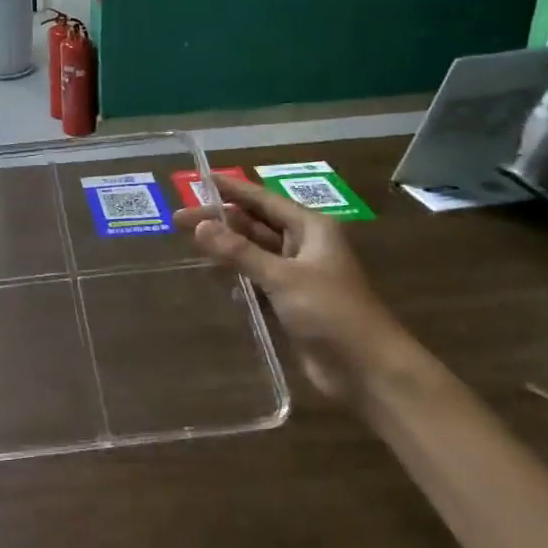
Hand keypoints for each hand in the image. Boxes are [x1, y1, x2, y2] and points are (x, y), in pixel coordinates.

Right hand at [177, 176, 415, 402]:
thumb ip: (239, 252)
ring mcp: (298, 275)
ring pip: (255, 252)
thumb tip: (201, 226)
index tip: (201, 177)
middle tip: (179, 219)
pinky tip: (214, 277)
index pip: (263, 200)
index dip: (232, 189)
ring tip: (191, 243)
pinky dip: (238, 275)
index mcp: (311, 229)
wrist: (368, 369)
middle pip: (255, 225)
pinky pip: (258, 279)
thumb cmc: (330, 312)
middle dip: (220, 220)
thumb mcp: (282, 277)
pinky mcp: (292, 302)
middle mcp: (305, 246)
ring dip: (227, 247)